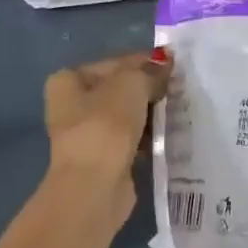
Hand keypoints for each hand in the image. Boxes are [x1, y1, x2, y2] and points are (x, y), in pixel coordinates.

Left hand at [44, 48, 170, 215]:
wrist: (95, 185)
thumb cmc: (106, 126)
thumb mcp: (132, 84)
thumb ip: (149, 71)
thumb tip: (164, 64)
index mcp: (68, 80)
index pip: (115, 63)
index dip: (145, 62)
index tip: (174, 67)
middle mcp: (71, 105)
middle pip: (119, 89)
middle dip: (148, 89)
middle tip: (178, 90)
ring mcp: (86, 134)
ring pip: (126, 115)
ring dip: (150, 114)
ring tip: (177, 110)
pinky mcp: (102, 158)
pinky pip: (131, 139)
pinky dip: (147, 137)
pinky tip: (168, 134)